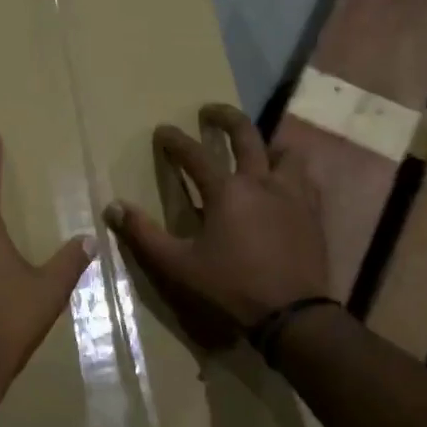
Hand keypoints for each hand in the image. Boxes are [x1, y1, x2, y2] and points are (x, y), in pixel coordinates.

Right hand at [105, 104, 330, 347]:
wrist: (292, 315)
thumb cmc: (230, 288)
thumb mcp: (178, 265)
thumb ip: (144, 234)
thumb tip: (113, 208)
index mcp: (226, 191)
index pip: (194, 154)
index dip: (175, 140)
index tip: (163, 130)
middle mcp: (261, 182)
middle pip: (245, 134)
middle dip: (225, 117)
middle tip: (210, 111)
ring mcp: (292, 195)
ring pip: (284, 152)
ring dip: (266, 144)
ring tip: (257, 149)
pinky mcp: (312, 213)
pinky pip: (305, 178)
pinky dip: (291, 172)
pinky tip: (285, 183)